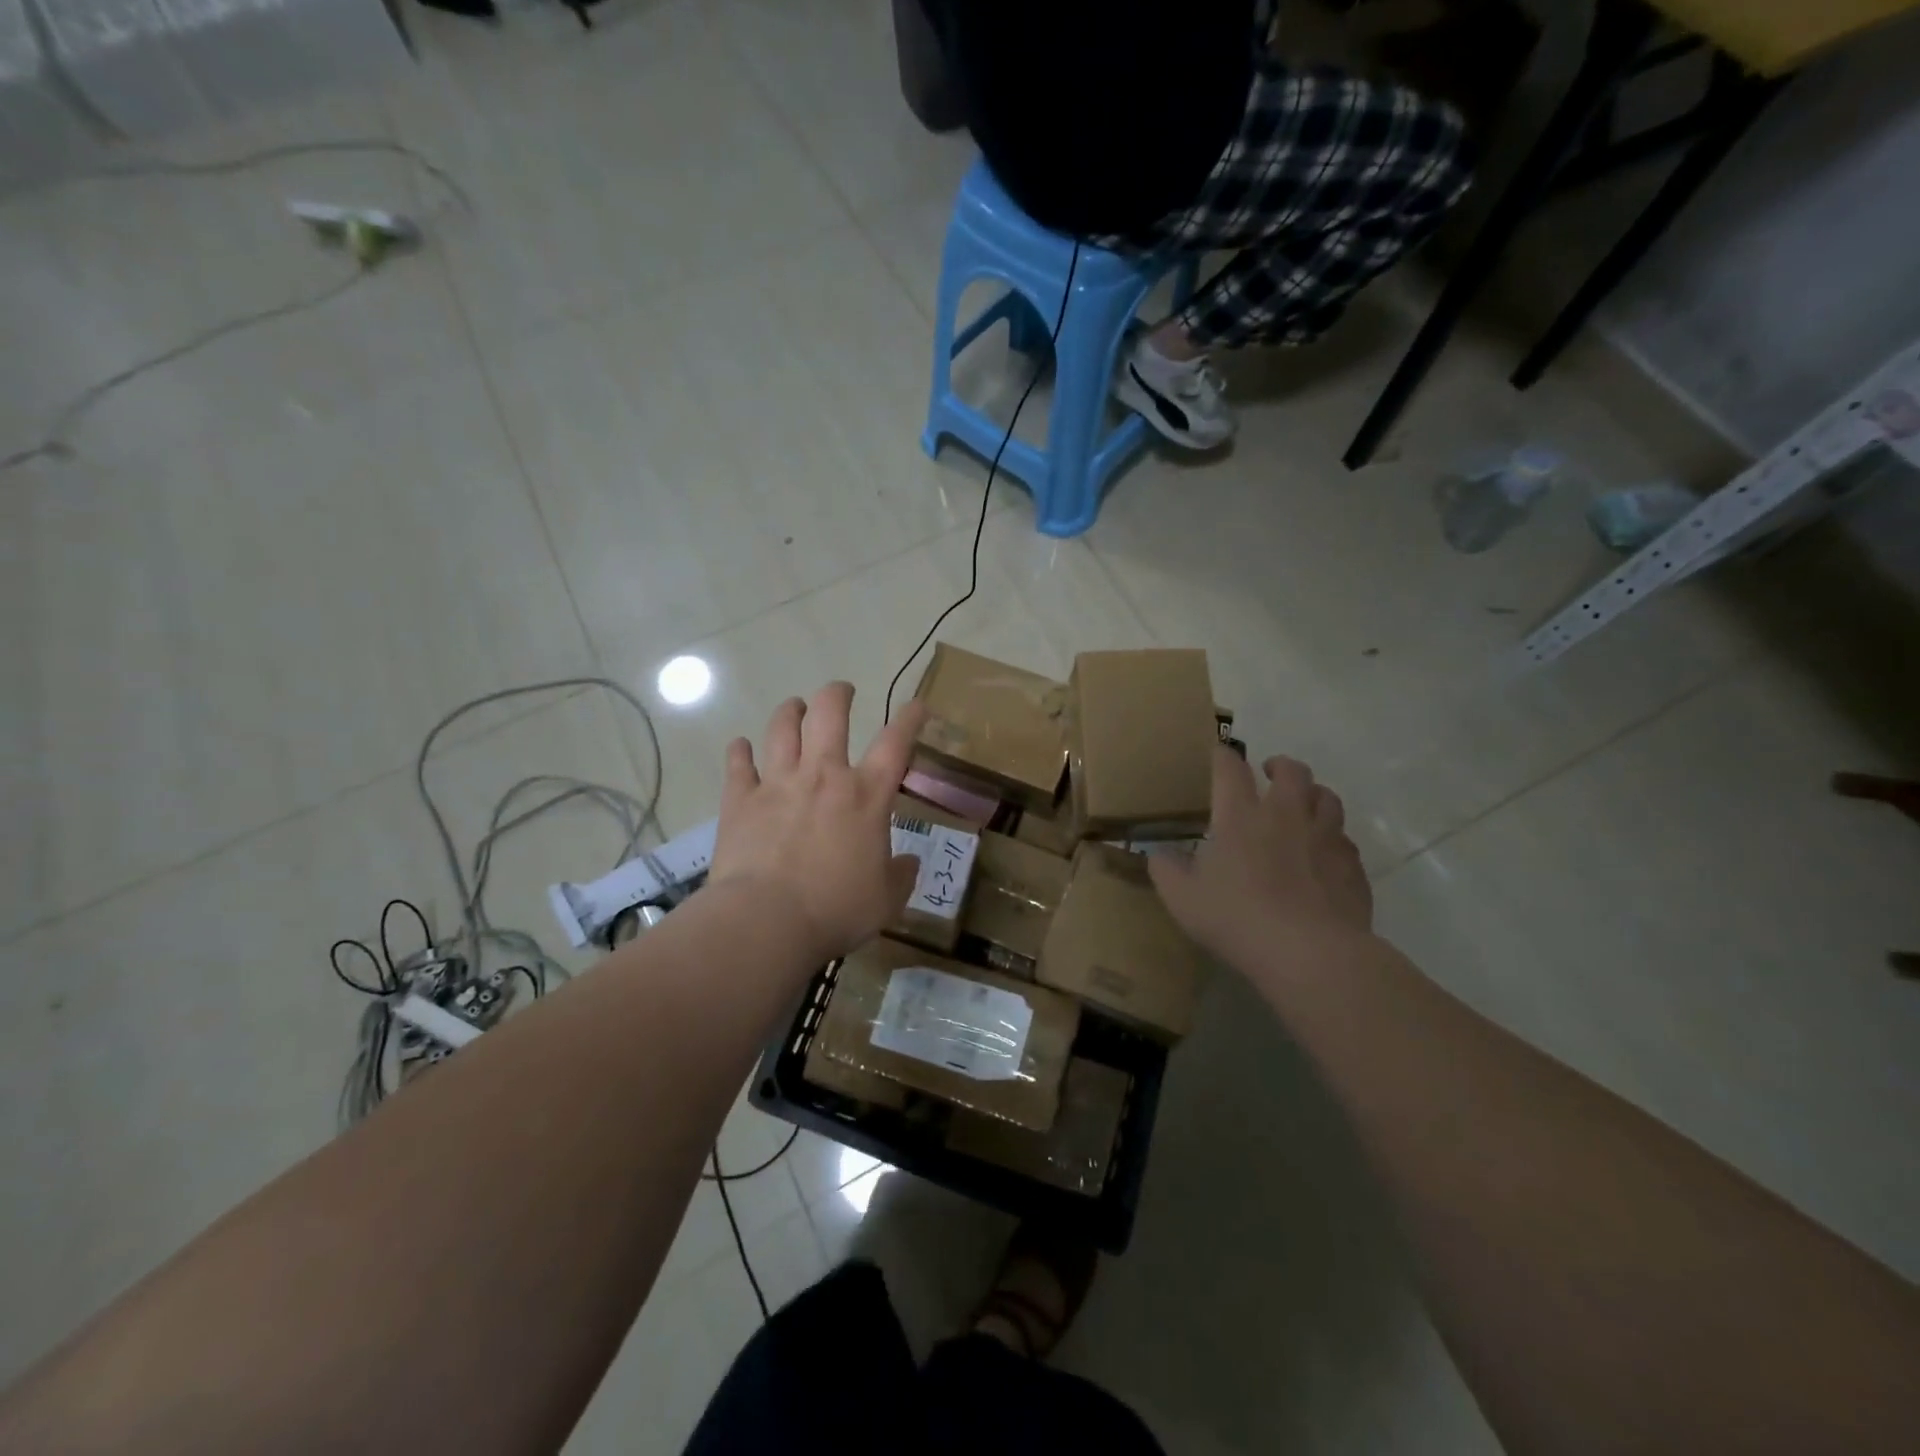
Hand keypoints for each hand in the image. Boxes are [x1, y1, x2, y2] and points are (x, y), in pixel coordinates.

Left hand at [708, 683, 927, 964]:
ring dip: (790, 711)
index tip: (916, 705)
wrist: (766, 921)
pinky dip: (740, 750)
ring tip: (795, 707)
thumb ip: (900, 876)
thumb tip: (908, 863)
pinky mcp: (740, 800)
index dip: (910, 719)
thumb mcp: (886, 900)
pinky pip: (738, 763)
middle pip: (830, 713)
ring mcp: (778, 782)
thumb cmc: (835, 910)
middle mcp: (823, 776)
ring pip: (782, 727)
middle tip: (842, 691)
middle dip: (838, 694)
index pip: (896, 743)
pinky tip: (741, 746)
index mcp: (866, 796)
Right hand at [1149, 747, 1373, 970]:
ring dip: (1313, 794)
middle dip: (1279, 765)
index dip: (1223, 756)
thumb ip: (1166, 871)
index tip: (1218, 753)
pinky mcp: (1352, 865)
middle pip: (1292, 771)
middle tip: (1269, 773)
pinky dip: (1333, 838)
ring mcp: (1325, 838)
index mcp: (1240, 816)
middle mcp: (1286, 815)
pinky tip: (1324, 854)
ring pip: (1327, 797)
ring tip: (1303, 804)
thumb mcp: (1183, 899)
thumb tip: (1158, 854)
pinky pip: (1345, 839)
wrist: (1311, 953)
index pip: (1230, 768)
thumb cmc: (1237, 919)